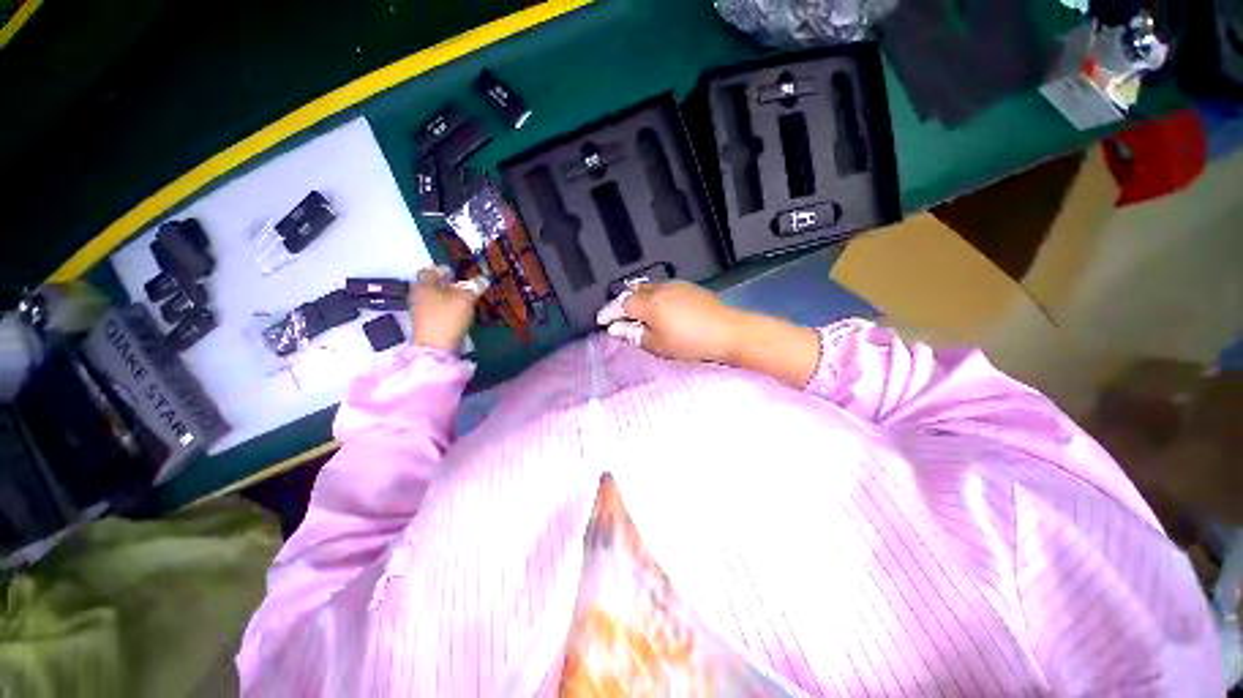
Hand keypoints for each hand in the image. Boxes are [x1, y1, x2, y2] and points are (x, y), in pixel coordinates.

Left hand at [409, 267, 477, 351]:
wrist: (436, 347)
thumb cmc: (448, 317)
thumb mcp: (465, 299)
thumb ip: (474, 287)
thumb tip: (483, 279)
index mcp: (424, 285)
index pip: (429, 271)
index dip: (443, 270)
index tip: (457, 274)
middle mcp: (418, 296)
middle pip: (432, 285)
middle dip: (448, 285)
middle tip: (464, 288)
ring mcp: (420, 311)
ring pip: (435, 299)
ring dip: (448, 298)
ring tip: (465, 302)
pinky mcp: (426, 324)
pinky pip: (437, 311)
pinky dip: (447, 310)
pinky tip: (458, 314)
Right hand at [596, 281, 745, 362]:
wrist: (729, 331)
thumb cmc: (690, 343)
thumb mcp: (658, 345)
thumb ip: (634, 334)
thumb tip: (616, 328)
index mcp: (648, 303)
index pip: (620, 304)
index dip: (608, 313)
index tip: (601, 321)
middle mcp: (658, 289)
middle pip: (632, 292)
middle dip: (622, 303)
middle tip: (618, 318)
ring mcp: (675, 285)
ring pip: (647, 287)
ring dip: (637, 298)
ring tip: (636, 313)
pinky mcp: (688, 287)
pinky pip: (662, 288)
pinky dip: (653, 296)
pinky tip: (658, 307)